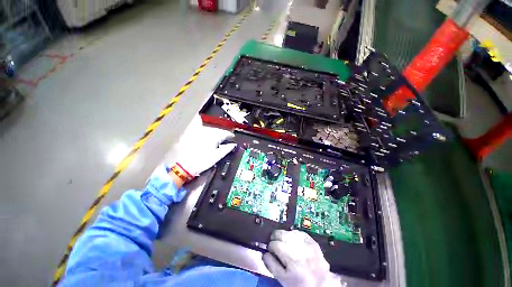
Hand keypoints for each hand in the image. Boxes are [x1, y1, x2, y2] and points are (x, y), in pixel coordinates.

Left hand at [171, 115, 236, 178]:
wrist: (183, 165)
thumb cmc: (201, 162)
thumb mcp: (217, 157)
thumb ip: (227, 149)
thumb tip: (233, 145)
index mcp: (214, 136)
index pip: (226, 133)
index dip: (230, 136)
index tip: (232, 137)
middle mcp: (206, 131)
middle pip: (218, 130)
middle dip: (222, 134)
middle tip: (225, 139)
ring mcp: (197, 132)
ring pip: (209, 128)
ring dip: (214, 132)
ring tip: (215, 137)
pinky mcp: (190, 134)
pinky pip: (198, 126)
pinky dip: (202, 127)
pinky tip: (202, 130)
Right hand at [263, 230, 341, 286]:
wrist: (320, 284)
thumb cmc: (300, 283)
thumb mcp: (282, 279)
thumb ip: (271, 265)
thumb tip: (265, 253)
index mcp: (291, 257)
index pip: (274, 244)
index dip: (270, 247)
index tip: (271, 251)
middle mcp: (299, 247)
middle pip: (280, 233)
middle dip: (275, 238)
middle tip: (276, 244)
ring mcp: (306, 242)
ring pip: (289, 231)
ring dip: (284, 236)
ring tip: (285, 244)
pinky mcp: (312, 240)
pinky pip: (299, 232)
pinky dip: (294, 235)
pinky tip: (293, 242)